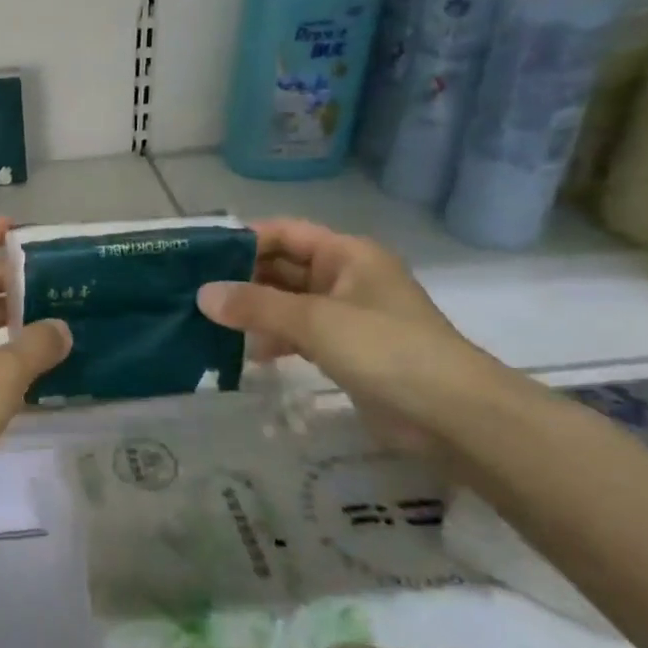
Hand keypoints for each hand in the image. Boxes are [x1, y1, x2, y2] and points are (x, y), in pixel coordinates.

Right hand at [197, 218, 501, 456]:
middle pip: (282, 267)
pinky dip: (273, 340)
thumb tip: (202, 295)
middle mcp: (345, 277)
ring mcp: (346, 315)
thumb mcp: (315, 321)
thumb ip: (256, 305)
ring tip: (210, 325)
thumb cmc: (386, 349)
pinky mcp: (346, 351)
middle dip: (242, 279)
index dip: (243, 240)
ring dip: (254, 312)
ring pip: (287, 303)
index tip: (199, 257)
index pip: (284, 232)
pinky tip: (247, 356)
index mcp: (346, 254)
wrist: (454, 415)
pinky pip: (298, 334)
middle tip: (194, 294)